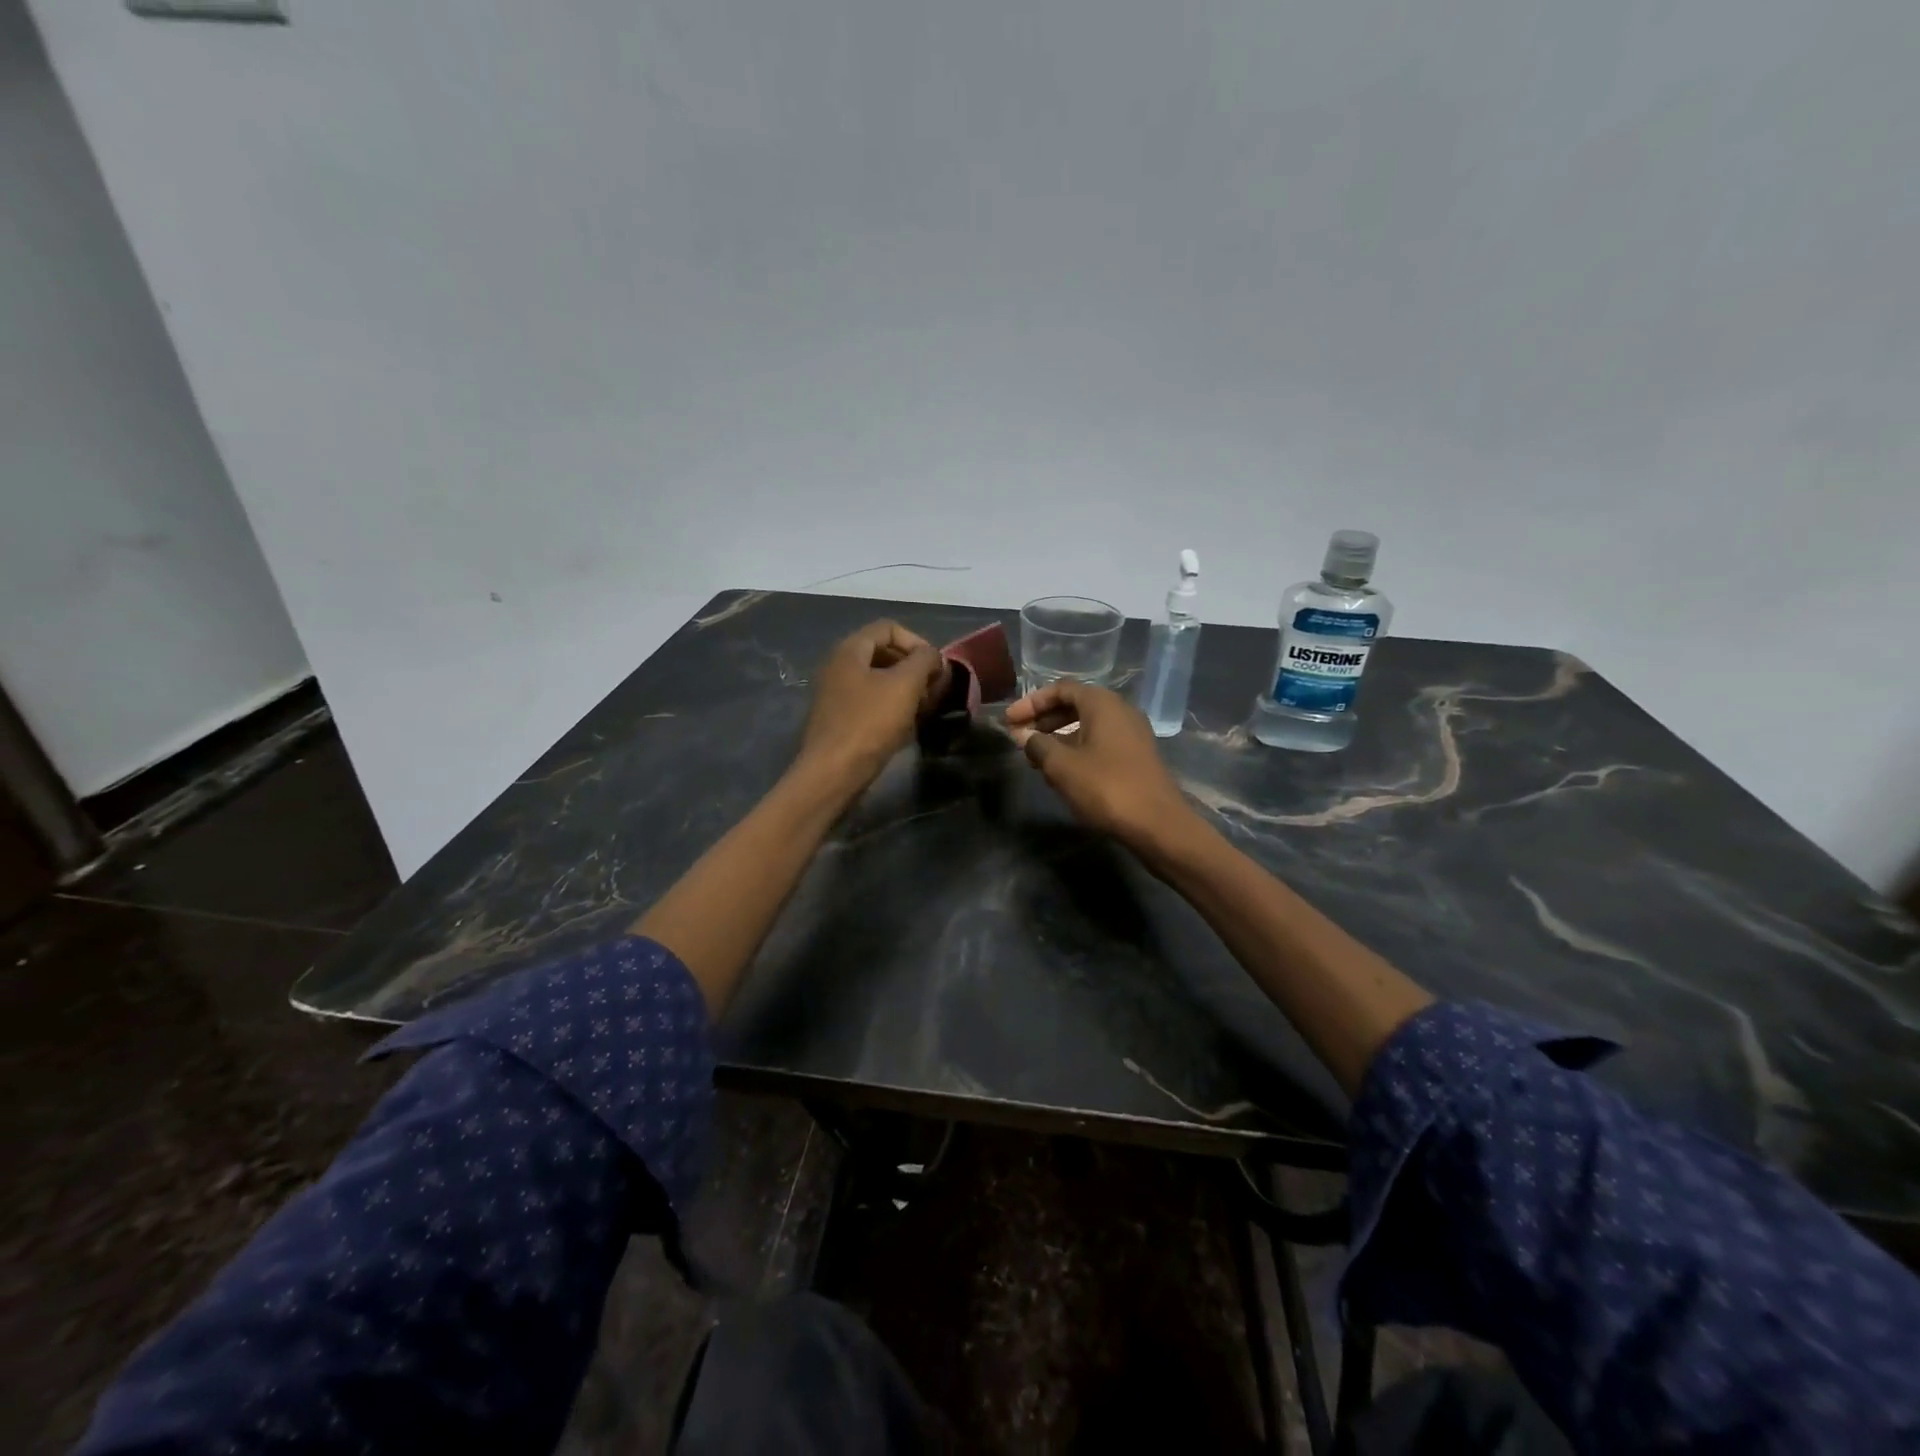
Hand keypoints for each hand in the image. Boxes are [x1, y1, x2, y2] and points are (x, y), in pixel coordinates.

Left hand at [796, 620, 946, 792]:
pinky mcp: (840, 719)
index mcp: (850, 650)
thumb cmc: (870, 723)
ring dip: (906, 690)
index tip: (936, 668)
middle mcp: (839, 666)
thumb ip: (924, 660)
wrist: (833, 772)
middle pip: (884, 653)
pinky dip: (892, 708)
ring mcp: (837, 694)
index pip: (889, 628)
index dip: (918, 642)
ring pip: (879, 680)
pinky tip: (907, 726)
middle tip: (934, 690)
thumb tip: (933, 656)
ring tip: (925, 709)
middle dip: (914, 667)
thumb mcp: (905, 685)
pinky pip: (871, 703)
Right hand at [1004, 680, 1198, 851]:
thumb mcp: (1062, 766)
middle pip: (1075, 705)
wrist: (1157, 824)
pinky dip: (1076, 749)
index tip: (1009, 721)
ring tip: (1035, 758)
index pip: (1061, 689)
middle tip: (1019, 737)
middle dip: (1043, 719)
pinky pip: (1099, 742)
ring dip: (1058, 737)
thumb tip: (1023, 735)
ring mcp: (1132, 734)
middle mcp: (1120, 710)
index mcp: (1102, 703)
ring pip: (1087, 726)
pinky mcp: (1136, 756)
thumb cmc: (1106, 787)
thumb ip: (1037, 745)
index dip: (1031, 702)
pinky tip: (1061, 771)